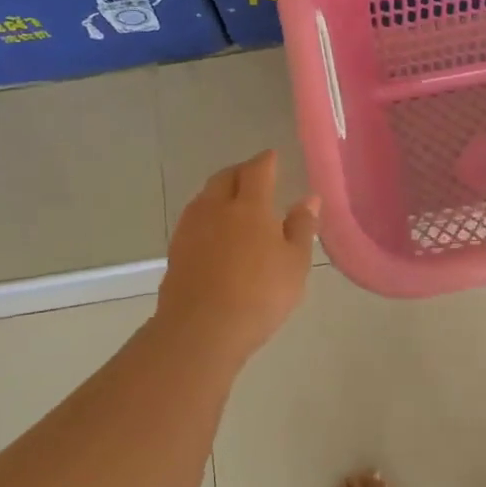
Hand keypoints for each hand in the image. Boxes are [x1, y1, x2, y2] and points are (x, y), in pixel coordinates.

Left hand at [157, 150, 318, 361]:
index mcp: (250, 206)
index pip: (257, 170)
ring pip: (206, 197)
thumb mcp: (295, 263)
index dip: (266, 161)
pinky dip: (208, 215)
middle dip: (241, 171)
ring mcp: (191, 228)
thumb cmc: (260, 295)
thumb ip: (302, 227)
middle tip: (255, 176)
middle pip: (226, 177)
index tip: (273, 157)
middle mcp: (216, 208)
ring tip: (235, 202)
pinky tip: (216, 232)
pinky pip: (195, 219)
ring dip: (221, 192)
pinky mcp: (176, 250)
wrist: (201, 330)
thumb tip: (309, 197)